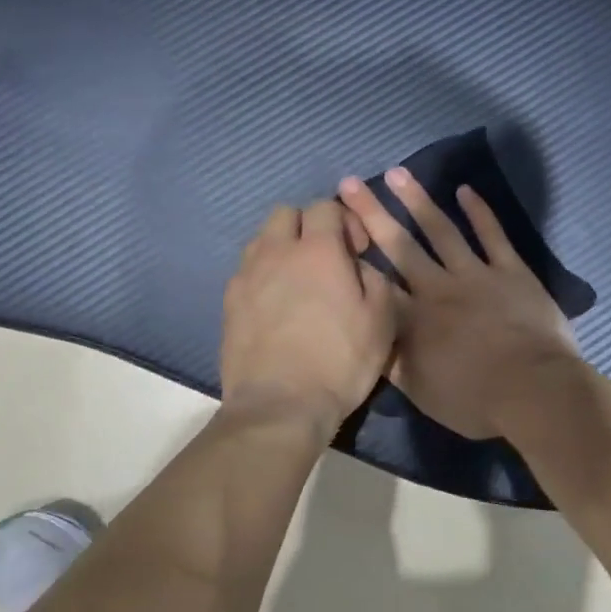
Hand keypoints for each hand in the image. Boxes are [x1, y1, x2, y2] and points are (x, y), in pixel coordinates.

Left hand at [220, 198, 400, 433]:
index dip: (345, 221)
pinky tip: (276, 305)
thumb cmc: (339, 362)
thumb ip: (375, 279)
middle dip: (308, 225)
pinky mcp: (229, 302)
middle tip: (326, 258)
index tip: (357, 250)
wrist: (280, 406)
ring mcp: (246, 276)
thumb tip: (359, 266)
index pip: (326, 206)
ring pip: (262, 239)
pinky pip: (247, 271)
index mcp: (318, 250)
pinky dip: (263, 275)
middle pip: (286, 213)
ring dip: (282, 247)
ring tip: (298, 280)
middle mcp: (276, 252)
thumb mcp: (381, 321)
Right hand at [337, 170, 576, 439]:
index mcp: (412, 319)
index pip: (375, 281)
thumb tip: (366, 338)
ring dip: (417, 200)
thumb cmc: (474, 400)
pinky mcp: (510, 271)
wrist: (533, 392)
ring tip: (397, 173)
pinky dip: (479, 212)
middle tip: (350, 183)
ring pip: (441, 230)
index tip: (334, 229)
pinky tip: (465, 190)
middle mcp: (437, 287)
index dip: (353, 255)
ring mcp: (476, 274)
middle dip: (371, 213)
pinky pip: (492, 235)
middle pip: (399, 245)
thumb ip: (391, 362)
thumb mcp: (420, 392)